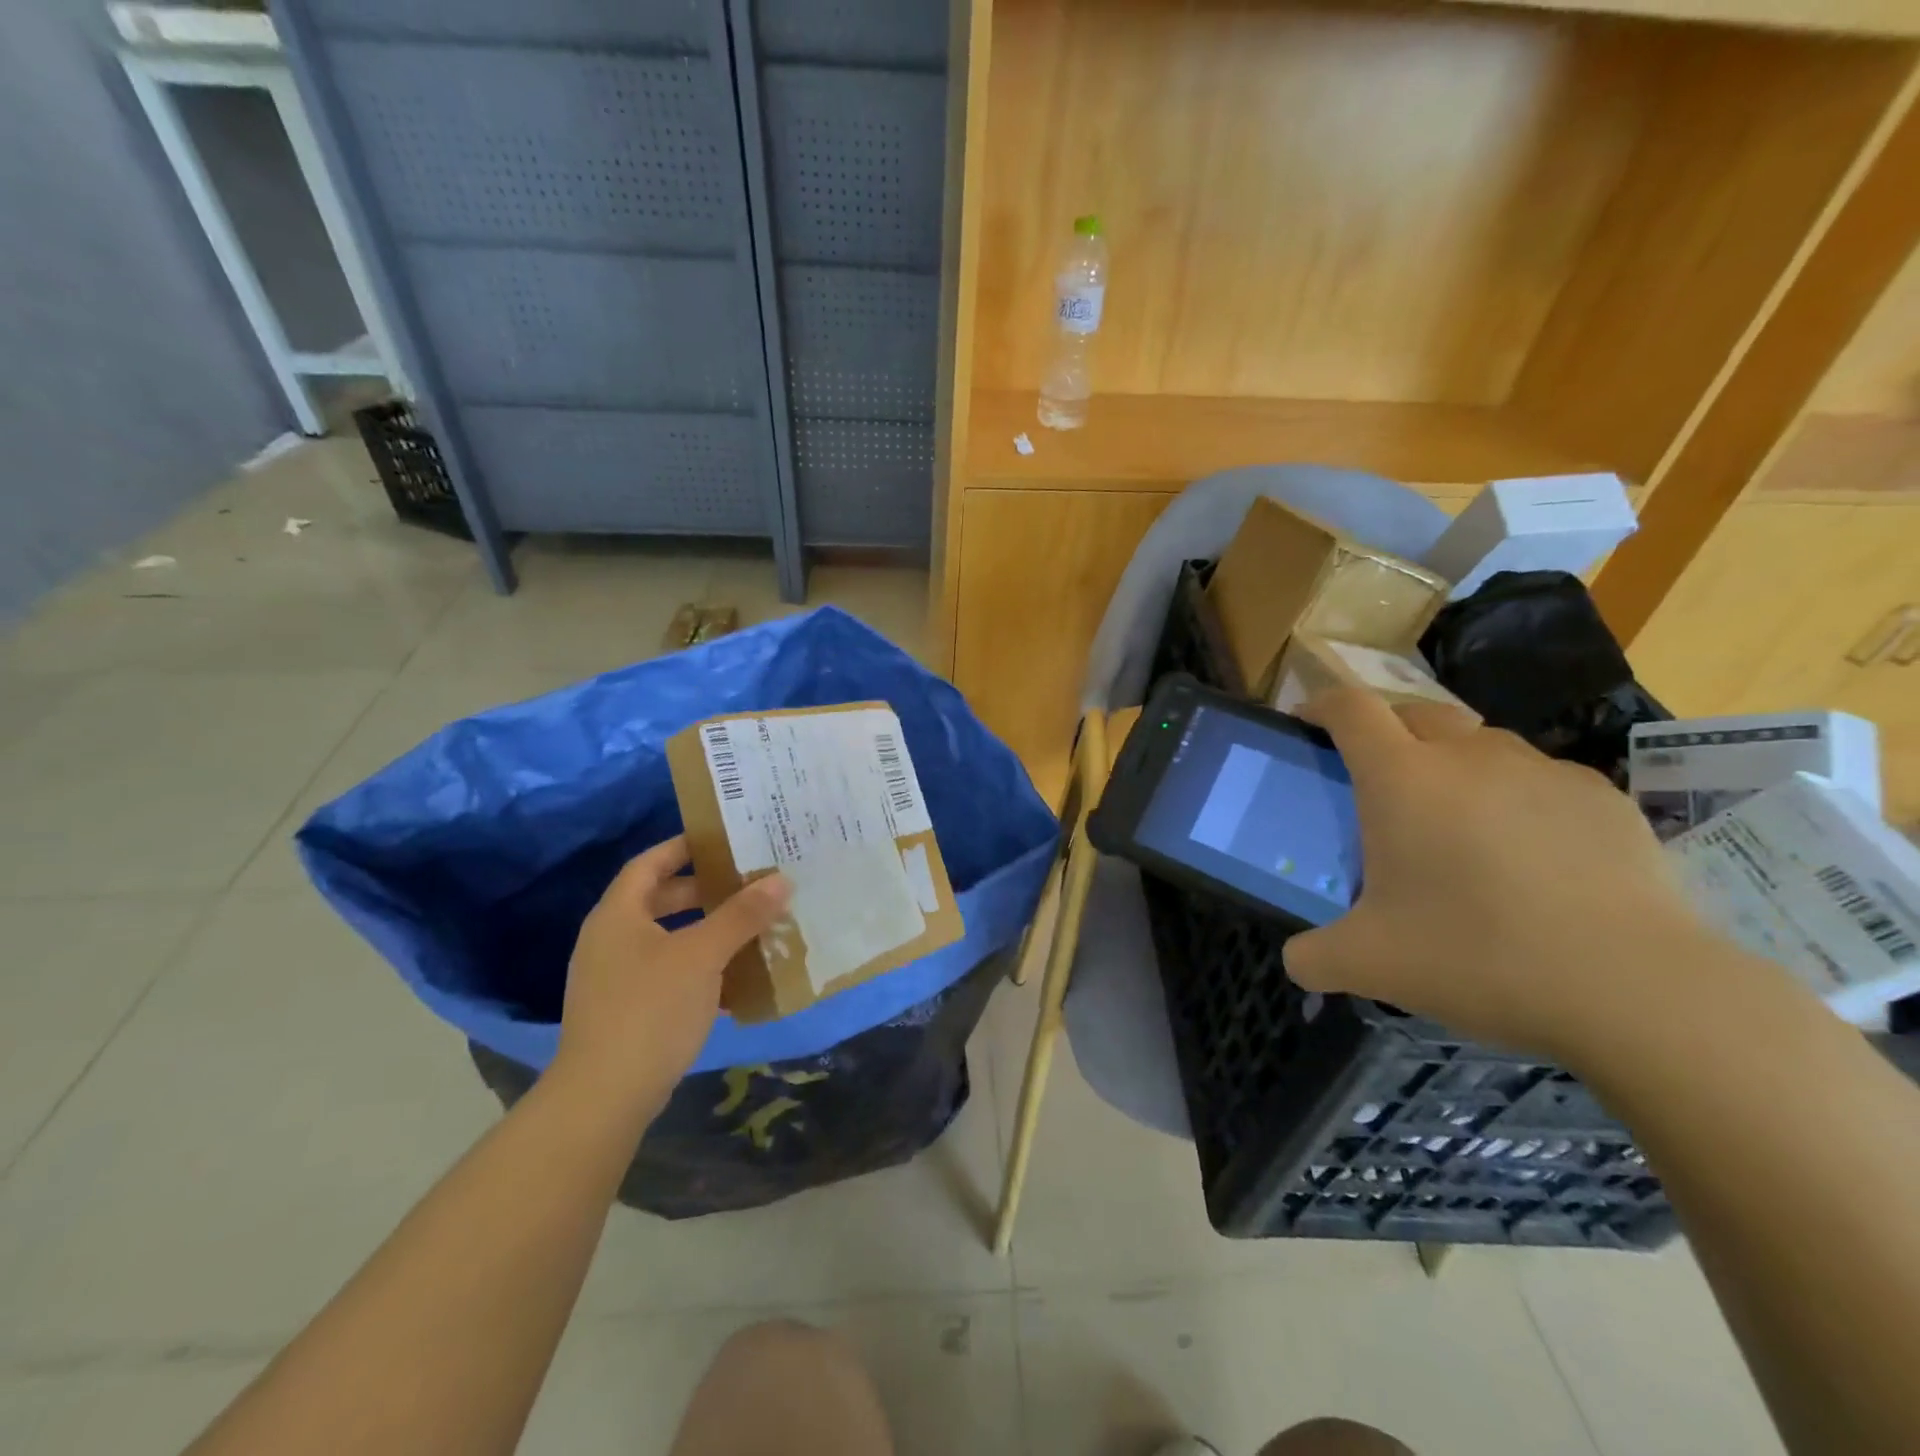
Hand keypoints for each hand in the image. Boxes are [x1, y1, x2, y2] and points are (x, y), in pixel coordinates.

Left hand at [551, 837, 790, 1120]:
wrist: (604, 1097)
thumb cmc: (650, 1009)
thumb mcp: (702, 955)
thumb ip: (741, 915)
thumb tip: (780, 880)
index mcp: (618, 915)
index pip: (650, 863)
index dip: (683, 846)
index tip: (724, 839)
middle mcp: (611, 940)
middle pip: (660, 899)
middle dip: (704, 890)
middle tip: (747, 882)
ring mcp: (616, 977)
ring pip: (668, 938)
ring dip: (707, 930)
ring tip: (751, 925)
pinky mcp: (627, 1010)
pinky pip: (668, 973)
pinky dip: (700, 967)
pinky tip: (736, 978)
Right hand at [1284, 689, 1716, 1061]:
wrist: (1635, 988)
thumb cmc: (1476, 956)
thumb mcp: (1369, 964)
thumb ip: (1313, 956)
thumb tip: (1297, 961)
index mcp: (1401, 778)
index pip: (1350, 708)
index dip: (1322, 704)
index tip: (1308, 722)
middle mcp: (1468, 755)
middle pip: (1414, 712)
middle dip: (1387, 731)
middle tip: (1379, 780)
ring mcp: (1541, 770)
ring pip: (1480, 743)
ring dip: (1454, 764)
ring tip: (1458, 822)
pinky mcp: (1602, 796)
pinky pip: (1539, 778)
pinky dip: (1516, 798)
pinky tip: (1530, 856)